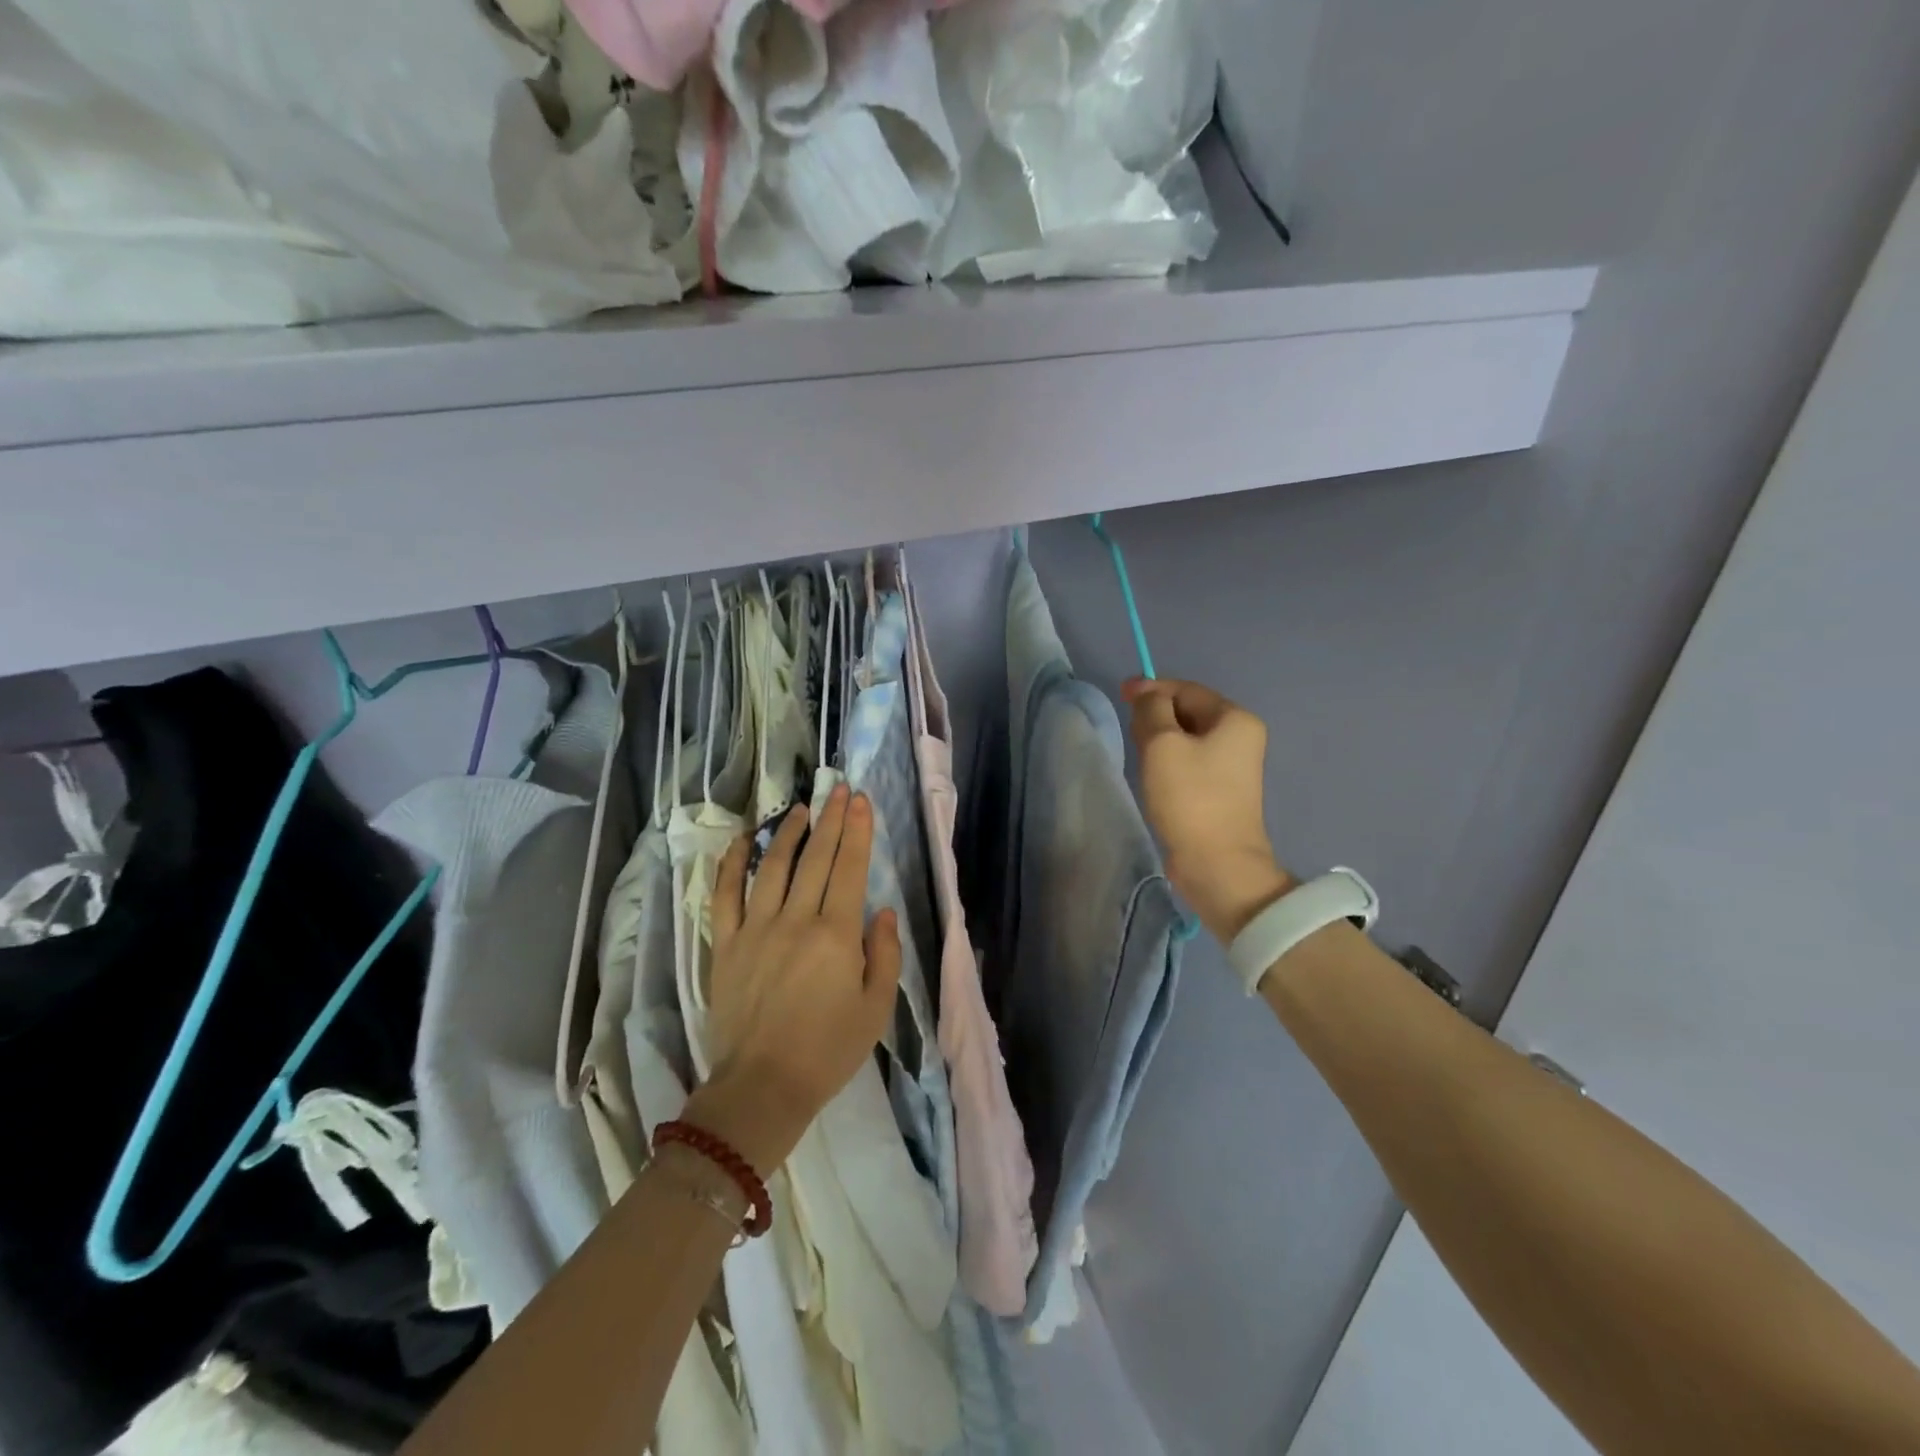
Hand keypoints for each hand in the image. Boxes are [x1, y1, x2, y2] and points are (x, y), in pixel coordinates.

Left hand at [688, 785, 901, 1171]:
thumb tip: (882, 911)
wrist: (762, 1087)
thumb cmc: (828, 1051)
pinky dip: (733, 864)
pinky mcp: (726, 945)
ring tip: (803, 809)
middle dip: (831, 819)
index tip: (860, 800)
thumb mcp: (876, 1008)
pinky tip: (743, 840)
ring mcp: (756, 929)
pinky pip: (726, 895)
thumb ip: (884, 954)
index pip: (849, 868)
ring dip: (789, 833)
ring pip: (774, 867)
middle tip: (838, 789)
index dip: (857, 831)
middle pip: (816, 858)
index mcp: (836, 935)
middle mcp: (796, 920)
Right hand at [1123, 677, 1294, 942]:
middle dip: (1156, 713)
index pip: (1187, 690)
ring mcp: (1233, 766)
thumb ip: (1151, 710)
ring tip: (1135, 747)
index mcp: (1235, 719)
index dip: (1152, 688)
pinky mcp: (1220, 790)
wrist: (1216, 863)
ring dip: (1160, 737)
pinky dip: (1168, 758)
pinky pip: (1190, 760)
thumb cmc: (1190, 797)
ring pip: (1187, 737)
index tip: (1119, 693)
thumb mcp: (1162, 744)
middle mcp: (1240, 737)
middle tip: (1127, 725)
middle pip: (1189, 711)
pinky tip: (1151, 770)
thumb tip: (1148, 696)